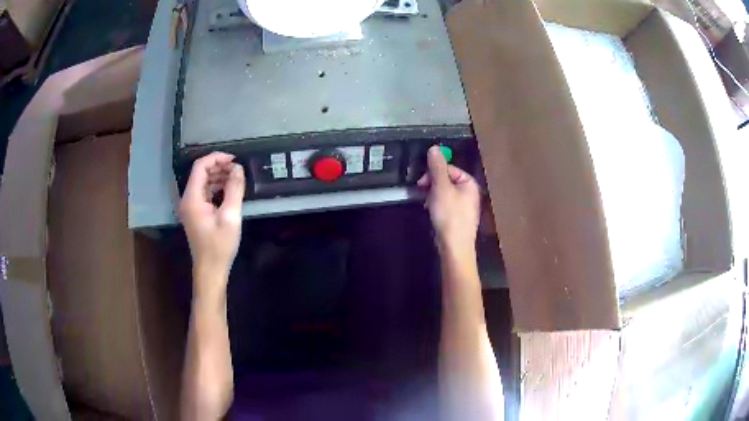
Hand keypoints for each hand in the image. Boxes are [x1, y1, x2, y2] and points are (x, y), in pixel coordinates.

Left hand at [179, 152, 244, 284]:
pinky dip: (216, 187)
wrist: (211, 270)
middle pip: (200, 173)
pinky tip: (229, 190)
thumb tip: (238, 168)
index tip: (234, 159)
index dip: (216, 158)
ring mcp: (191, 207)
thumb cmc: (219, 245)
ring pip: (203, 183)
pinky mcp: (196, 213)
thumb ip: (234, 189)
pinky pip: (205, 193)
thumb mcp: (230, 216)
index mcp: (192, 198)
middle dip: (219, 167)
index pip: (200, 167)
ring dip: (218, 177)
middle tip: (238, 169)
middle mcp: (187, 199)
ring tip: (236, 178)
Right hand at [417, 146, 480, 253]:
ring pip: (444, 192)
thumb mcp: (441, 188)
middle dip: (432, 184)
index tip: (420, 182)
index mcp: (469, 183)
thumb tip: (434, 148)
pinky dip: (436, 205)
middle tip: (422, 192)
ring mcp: (464, 206)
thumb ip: (437, 167)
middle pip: (446, 179)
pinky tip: (431, 212)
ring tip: (427, 204)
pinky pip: (445, 204)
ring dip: (432, 195)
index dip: (433, 173)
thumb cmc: (450, 216)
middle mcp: (469, 192)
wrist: (454, 247)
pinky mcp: (457, 217)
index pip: (448, 168)